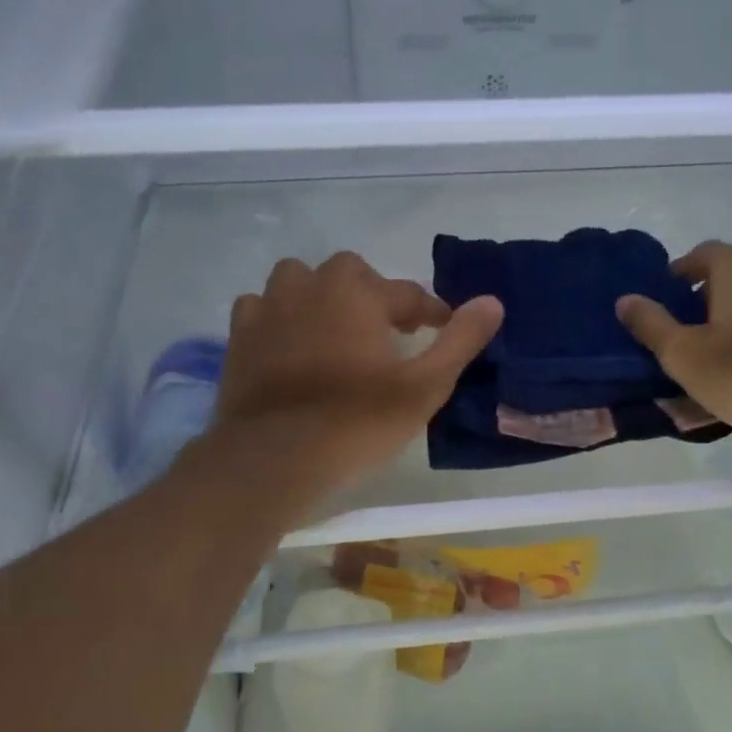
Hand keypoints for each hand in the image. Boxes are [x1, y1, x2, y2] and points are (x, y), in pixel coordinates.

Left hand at [211, 251, 502, 507]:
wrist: (273, 459)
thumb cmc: (357, 422)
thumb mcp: (423, 387)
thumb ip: (459, 341)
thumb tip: (492, 302)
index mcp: (358, 293)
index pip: (407, 292)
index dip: (431, 312)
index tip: (442, 329)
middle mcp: (311, 286)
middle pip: (351, 273)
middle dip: (374, 295)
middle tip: (390, 332)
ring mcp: (269, 308)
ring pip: (299, 280)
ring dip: (322, 296)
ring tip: (337, 330)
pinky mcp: (239, 336)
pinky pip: (262, 308)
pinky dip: (280, 317)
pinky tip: (290, 343)